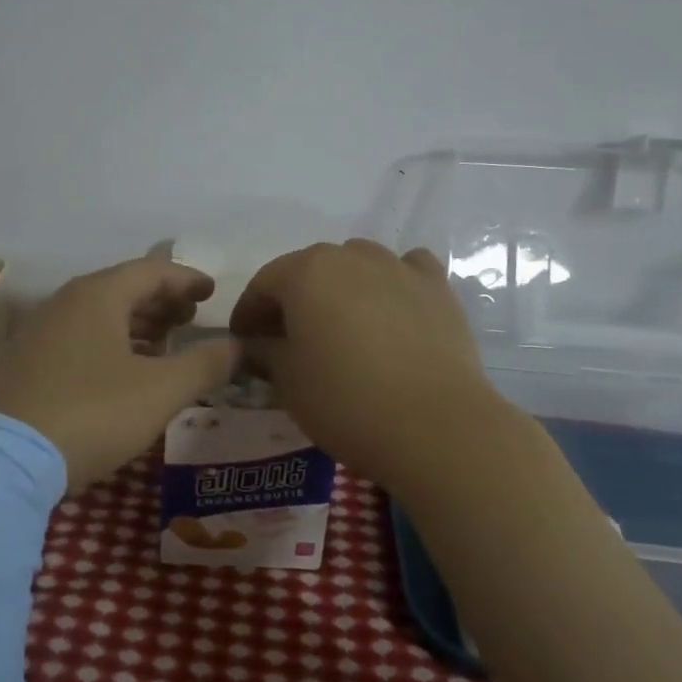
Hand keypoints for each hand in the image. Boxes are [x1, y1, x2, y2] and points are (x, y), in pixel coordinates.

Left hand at [0, 256, 240, 489]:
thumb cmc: (90, 412)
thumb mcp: (159, 391)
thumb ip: (205, 365)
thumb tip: (239, 346)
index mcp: (98, 296)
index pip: (151, 271)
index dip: (186, 278)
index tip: (211, 291)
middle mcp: (64, 303)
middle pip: (121, 290)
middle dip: (160, 302)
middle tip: (190, 318)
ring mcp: (37, 333)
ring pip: (97, 316)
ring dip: (135, 325)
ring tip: (162, 345)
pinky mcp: (20, 364)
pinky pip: (76, 340)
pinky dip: (108, 345)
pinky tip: (118, 374)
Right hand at [230, 240, 499, 488]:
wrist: (435, 426)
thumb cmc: (346, 400)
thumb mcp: (287, 381)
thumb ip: (263, 351)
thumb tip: (254, 344)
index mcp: (305, 271)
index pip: (263, 284)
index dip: (248, 313)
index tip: (244, 342)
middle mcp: (350, 255)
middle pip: (309, 271)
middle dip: (293, 300)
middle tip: (288, 339)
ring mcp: (398, 266)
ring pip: (356, 266)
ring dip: (341, 290)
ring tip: (342, 328)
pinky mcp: (437, 286)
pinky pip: (405, 271)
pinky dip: (392, 285)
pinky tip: (392, 312)